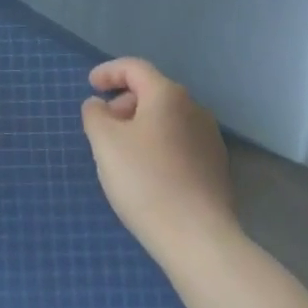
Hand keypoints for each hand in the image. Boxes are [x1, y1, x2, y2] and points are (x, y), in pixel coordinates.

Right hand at [81, 58, 237, 260]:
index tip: (90, 86)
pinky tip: (148, 172)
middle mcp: (194, 109)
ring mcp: (210, 139)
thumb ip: (95, 114)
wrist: (198, 239)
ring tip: (122, 151)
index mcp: (168, 95)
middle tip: (103, 124)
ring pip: (167, 119)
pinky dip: (158, 145)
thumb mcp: (105, 142)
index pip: (134, 68)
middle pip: (152, 92)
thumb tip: (99, 104)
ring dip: (141, 125)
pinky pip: (180, 142)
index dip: (109, 72)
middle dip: (124, 102)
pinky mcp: (216, 167)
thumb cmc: (145, 181)